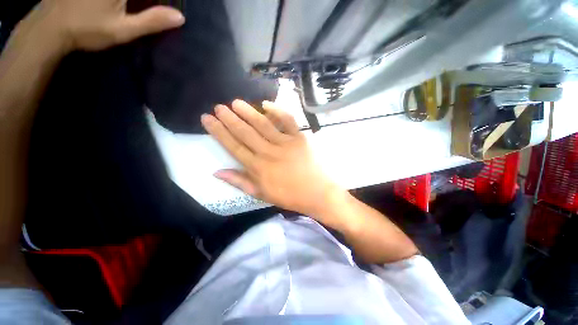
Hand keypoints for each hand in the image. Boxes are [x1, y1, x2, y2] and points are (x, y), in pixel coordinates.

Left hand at [20, 0, 184, 52]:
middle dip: (151, 0)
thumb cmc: (88, 29)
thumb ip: (152, 21)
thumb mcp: (123, 30)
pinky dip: (127, 1)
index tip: (173, 5)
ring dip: (140, 0)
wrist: (51, 26)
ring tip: (138, 9)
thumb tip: (180, 18)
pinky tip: (125, 6)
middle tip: (154, 8)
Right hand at [201, 100, 344, 218]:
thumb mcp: (262, 194)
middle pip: (245, 133)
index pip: (233, 146)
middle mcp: (269, 153)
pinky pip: (288, 121)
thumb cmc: (290, 196)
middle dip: (229, 119)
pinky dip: (277, 111)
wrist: (318, 193)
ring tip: (235, 102)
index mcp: (258, 168)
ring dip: (248, 112)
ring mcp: (286, 143)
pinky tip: (266, 104)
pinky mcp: (300, 138)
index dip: (219, 132)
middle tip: (218, 107)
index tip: (207, 119)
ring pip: (263, 124)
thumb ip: (240, 182)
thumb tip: (217, 172)